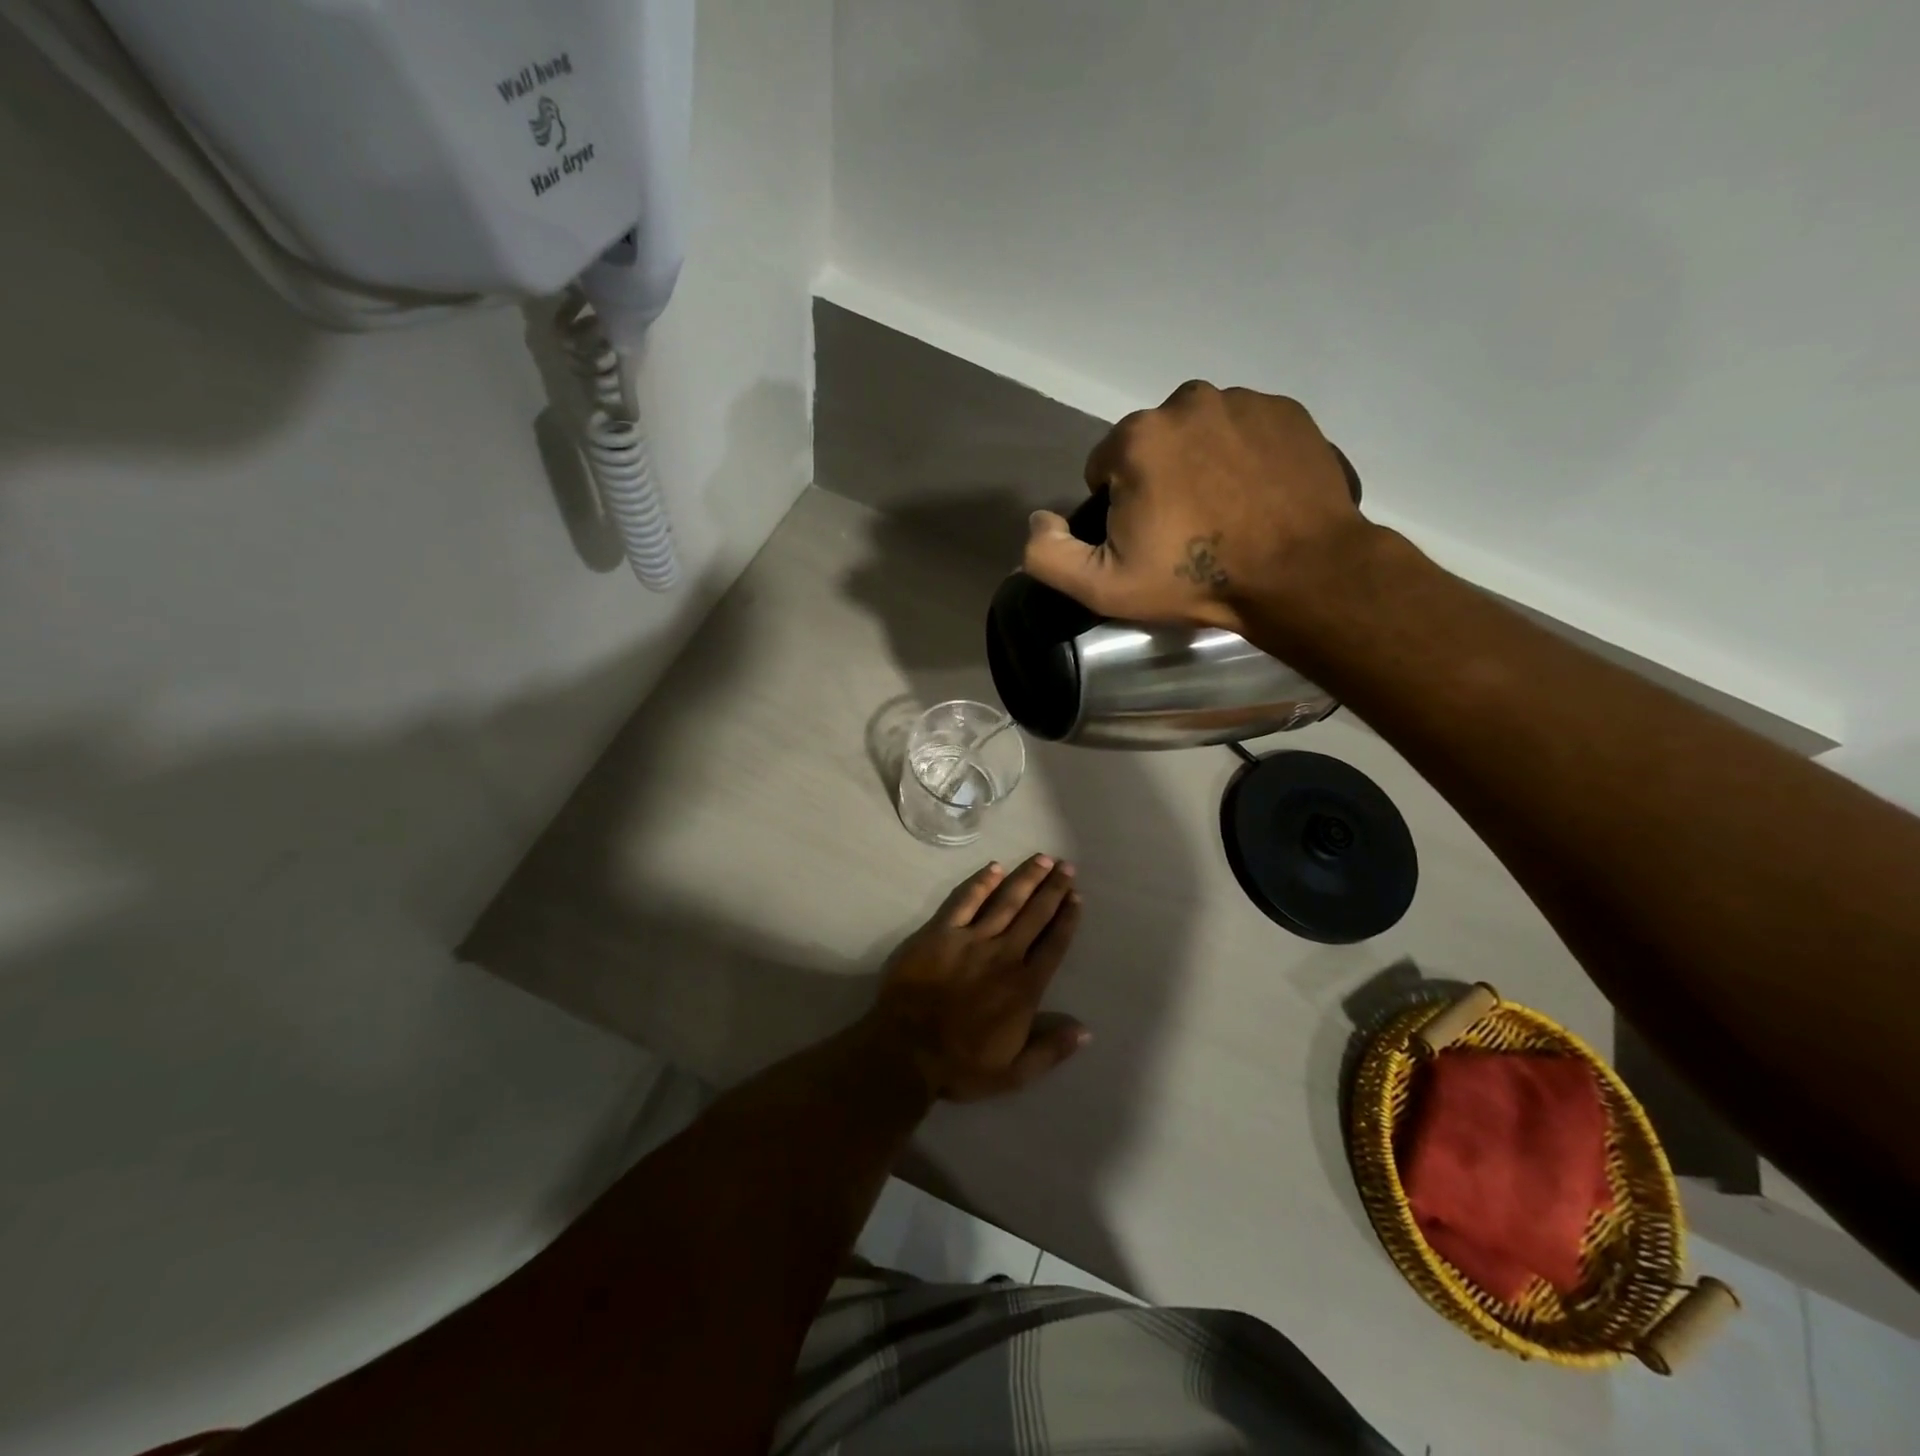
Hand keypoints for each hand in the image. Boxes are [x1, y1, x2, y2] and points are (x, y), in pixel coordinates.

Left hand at [865, 854, 1087, 1101]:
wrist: (905, 1052)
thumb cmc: (960, 1065)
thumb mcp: (1014, 1073)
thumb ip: (1051, 1050)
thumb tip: (1085, 1030)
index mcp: (1024, 987)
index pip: (1053, 945)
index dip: (1067, 919)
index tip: (1077, 896)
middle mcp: (1004, 956)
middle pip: (1034, 915)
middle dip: (1053, 889)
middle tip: (1066, 866)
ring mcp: (971, 940)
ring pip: (1005, 901)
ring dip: (1025, 879)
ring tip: (1042, 859)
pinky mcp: (940, 933)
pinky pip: (964, 901)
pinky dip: (981, 883)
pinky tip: (994, 867)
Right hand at [1022, 381, 1372, 635]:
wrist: (1301, 575)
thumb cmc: (1197, 579)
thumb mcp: (1104, 587)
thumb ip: (1048, 555)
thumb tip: (1037, 520)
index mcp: (1137, 437)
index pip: (1105, 467)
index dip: (1118, 508)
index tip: (1146, 540)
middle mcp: (1187, 401)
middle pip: (1153, 446)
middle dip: (1159, 481)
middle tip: (1187, 531)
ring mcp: (1244, 402)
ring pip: (1200, 434)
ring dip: (1202, 465)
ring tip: (1226, 515)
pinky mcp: (1287, 412)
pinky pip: (1246, 431)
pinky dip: (1244, 457)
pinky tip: (1257, 497)